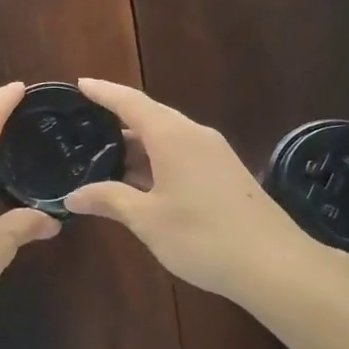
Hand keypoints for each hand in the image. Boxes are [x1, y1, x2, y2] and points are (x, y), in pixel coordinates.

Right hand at [64, 78, 311, 303]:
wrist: (275, 264)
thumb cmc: (203, 236)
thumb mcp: (147, 219)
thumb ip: (109, 200)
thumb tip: (73, 195)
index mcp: (173, 136)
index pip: (131, 103)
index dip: (104, 92)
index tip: (80, 83)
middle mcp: (195, 135)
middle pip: (150, 117)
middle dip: (118, 120)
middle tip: (85, 127)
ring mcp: (214, 154)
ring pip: (167, 138)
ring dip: (137, 146)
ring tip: (104, 158)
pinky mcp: (226, 173)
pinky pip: (182, 154)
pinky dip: (156, 161)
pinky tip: (141, 182)